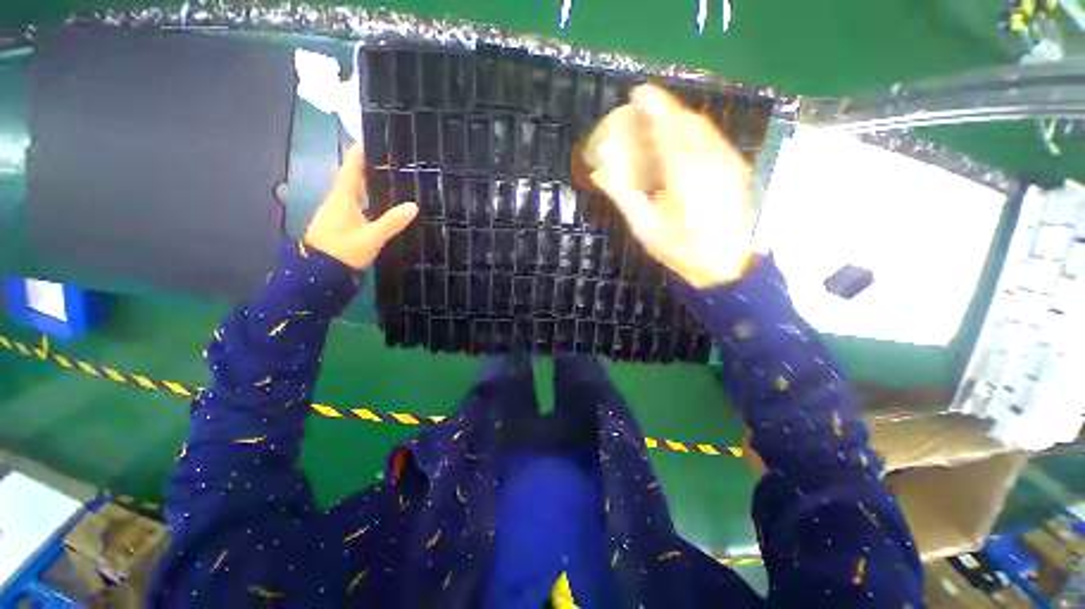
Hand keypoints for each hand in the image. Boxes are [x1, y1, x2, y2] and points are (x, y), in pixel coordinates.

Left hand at [304, 145, 418, 269]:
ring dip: (365, 182)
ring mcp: (336, 212)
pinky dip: (365, 197)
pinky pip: (353, 203)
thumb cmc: (343, 250)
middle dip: (365, 166)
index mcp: (342, 198)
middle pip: (351, 178)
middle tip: (385, 158)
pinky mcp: (338, 223)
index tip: (368, 139)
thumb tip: (413, 205)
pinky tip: (377, 202)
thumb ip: (392, 222)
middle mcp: (337, 201)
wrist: (319, 273)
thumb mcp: (372, 237)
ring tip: (386, 177)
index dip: (358, 154)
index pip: (350, 169)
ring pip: (352, 191)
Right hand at [587, 84, 754, 287]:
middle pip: (686, 122)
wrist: (724, 266)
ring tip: (660, 125)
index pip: (668, 128)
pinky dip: (694, 133)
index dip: (653, 106)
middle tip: (644, 111)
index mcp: (685, 174)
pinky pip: (713, 140)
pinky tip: (682, 144)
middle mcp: (710, 160)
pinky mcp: (737, 168)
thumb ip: (624, 195)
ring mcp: (728, 162)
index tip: (638, 94)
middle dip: (664, 110)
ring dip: (679, 120)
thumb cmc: (680, 249)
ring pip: (702, 128)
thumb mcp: (645, 226)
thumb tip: (600, 172)